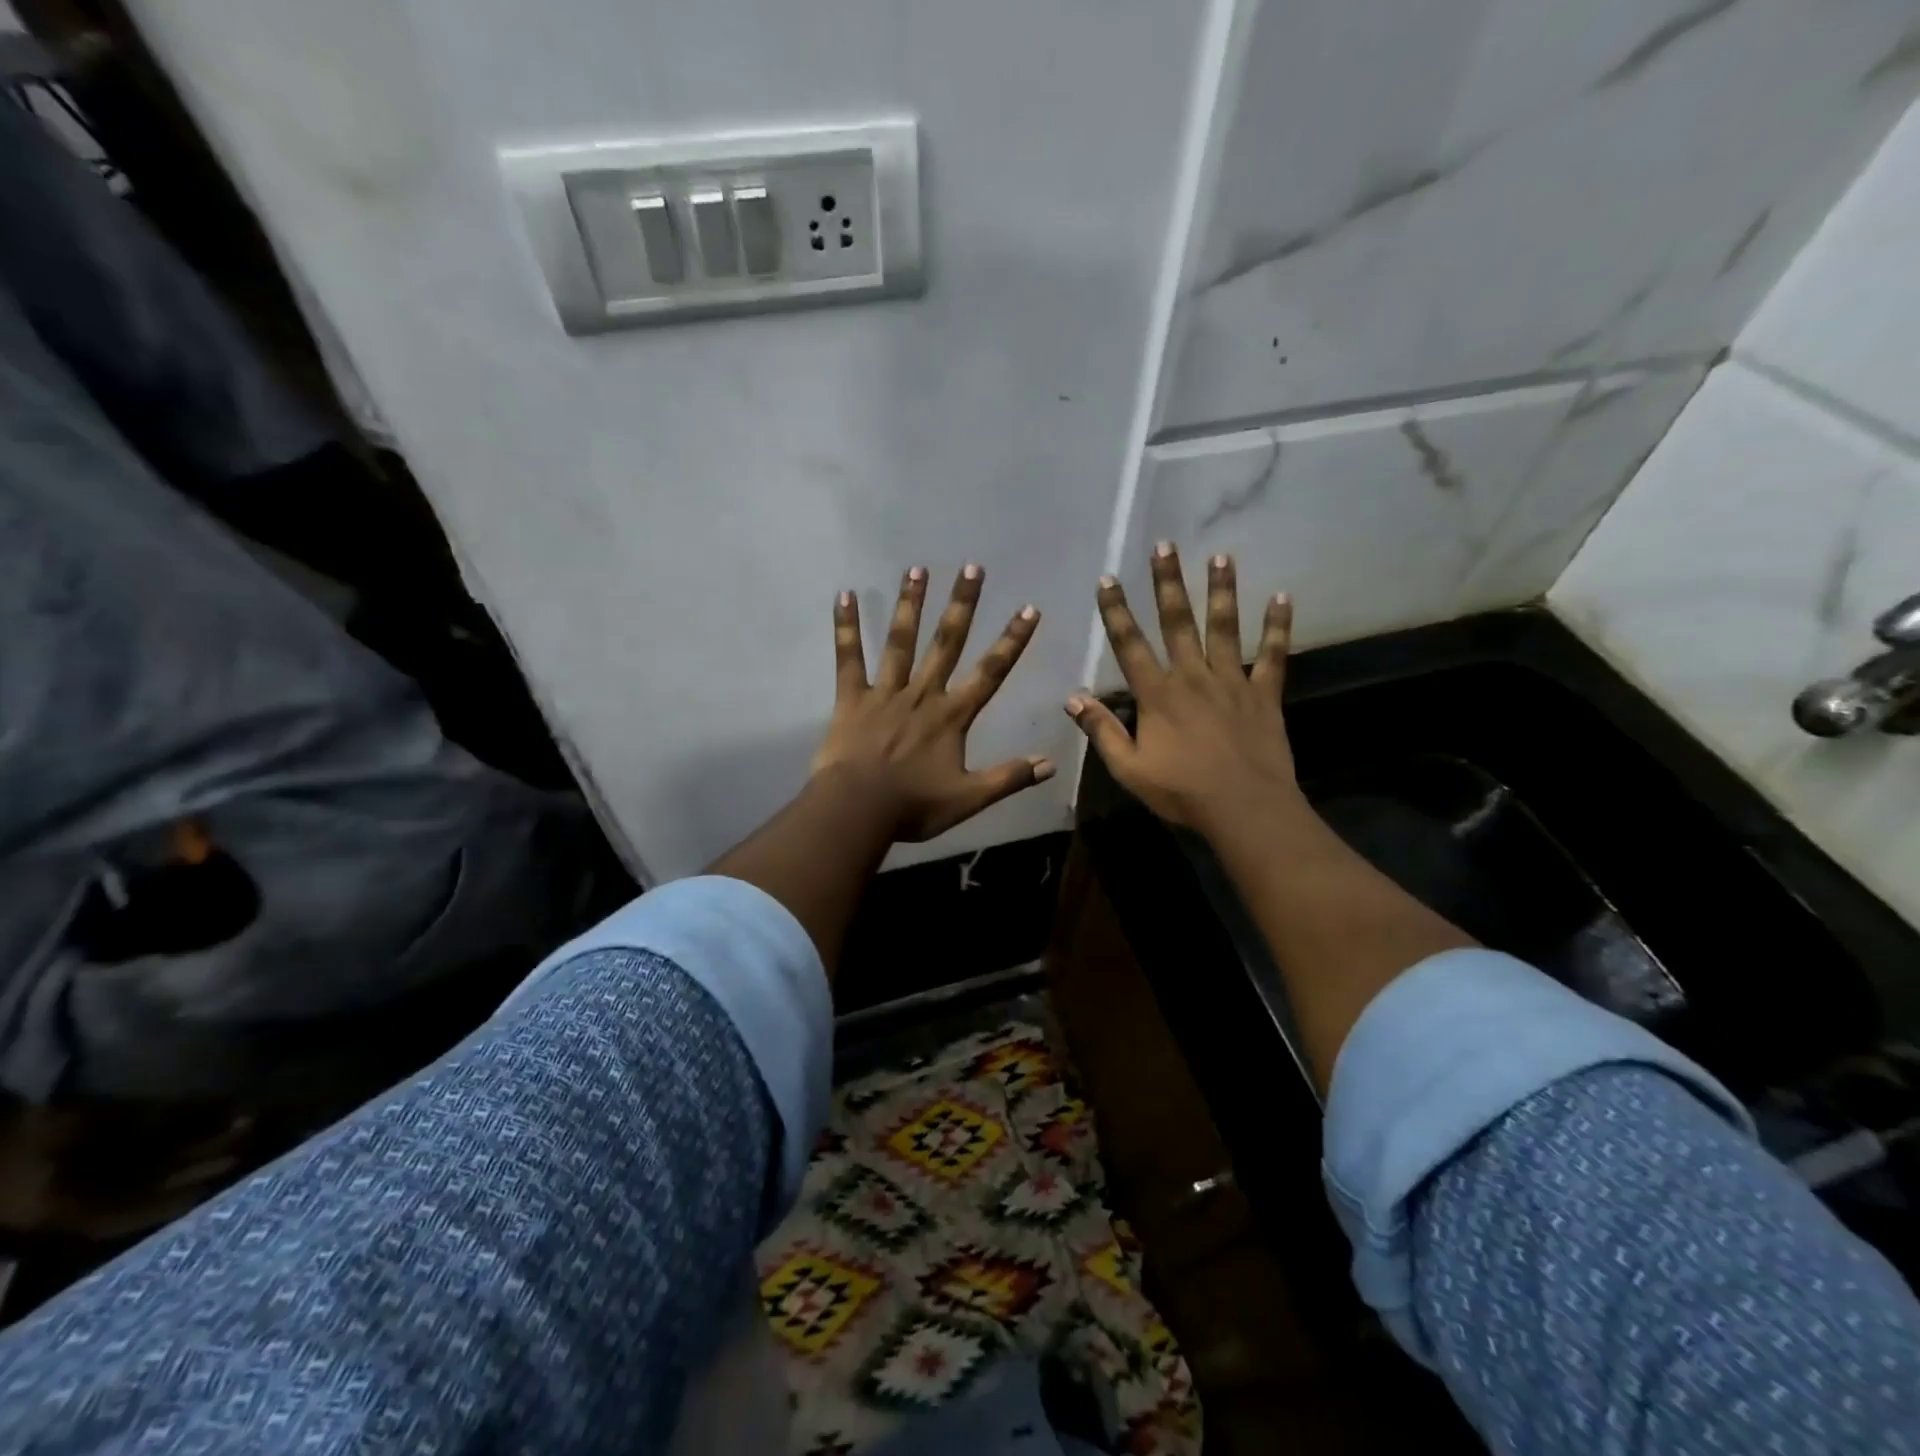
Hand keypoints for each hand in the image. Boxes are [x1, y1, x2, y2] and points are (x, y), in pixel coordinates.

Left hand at [812, 564, 1052, 841]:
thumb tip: (1051, 763)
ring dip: (911, 604)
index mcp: (952, 716)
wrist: (858, 810)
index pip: (991, 672)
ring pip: (900, 641)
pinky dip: (846, 627)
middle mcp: (922, 694)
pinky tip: (844, 595)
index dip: (1012, 641)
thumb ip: (1009, 778)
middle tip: (972, 567)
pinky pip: (849, 658)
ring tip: (918, 568)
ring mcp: (885, 693)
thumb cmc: (913, 806)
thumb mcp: (968, 798)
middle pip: (947, 643)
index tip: (1028, 608)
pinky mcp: (852, 698)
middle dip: (962, 605)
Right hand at [1067, 543, 1300, 835]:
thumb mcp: (1129, 769)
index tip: (1108, 579)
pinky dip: (1277, 626)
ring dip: (1221, 590)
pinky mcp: (1264, 694)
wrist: (1245, 809)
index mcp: (1158, 695)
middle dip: (1168, 583)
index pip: (1130, 645)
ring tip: (1221, 556)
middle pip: (1178, 622)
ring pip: (1224, 628)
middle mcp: (1193, 677)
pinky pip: (1272, 655)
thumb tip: (1073, 698)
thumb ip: (1102, 731)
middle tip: (1165, 545)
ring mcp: (1231, 682)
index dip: (1116, 612)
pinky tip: (1283, 597)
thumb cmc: (1182, 791)